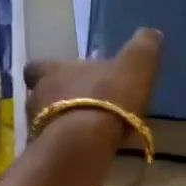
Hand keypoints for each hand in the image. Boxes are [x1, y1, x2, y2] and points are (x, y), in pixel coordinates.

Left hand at [23, 28, 163, 139]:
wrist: (84, 143)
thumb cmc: (107, 97)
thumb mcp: (134, 66)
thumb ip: (142, 48)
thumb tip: (151, 33)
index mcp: (53, 71)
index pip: (37, 66)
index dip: (47, 70)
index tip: (62, 76)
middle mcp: (36, 96)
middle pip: (40, 95)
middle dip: (56, 100)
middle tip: (79, 107)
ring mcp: (35, 127)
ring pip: (43, 122)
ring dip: (60, 124)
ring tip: (82, 132)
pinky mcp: (41, 153)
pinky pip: (50, 147)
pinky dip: (63, 148)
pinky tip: (82, 152)